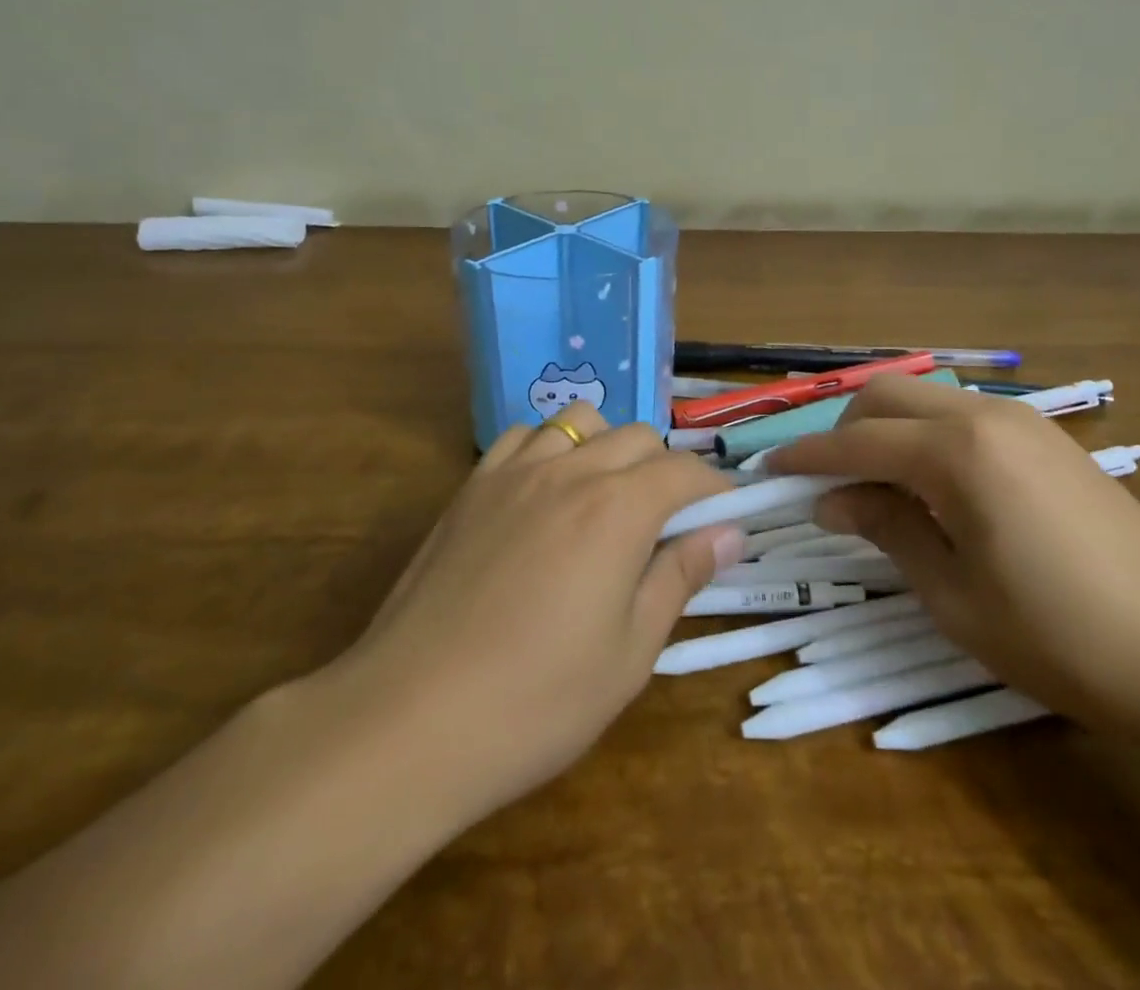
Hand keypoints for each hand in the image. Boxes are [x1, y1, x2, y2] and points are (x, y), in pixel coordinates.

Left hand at [310, 405, 740, 825]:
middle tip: (667, 523)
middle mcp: (570, 470)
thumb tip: (729, 534)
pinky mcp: (471, 487)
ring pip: (580, 422)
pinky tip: (546, 493)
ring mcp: (514, 472)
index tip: (726, 517)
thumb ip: (681, 577)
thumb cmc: (536, 699)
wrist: (410, 718)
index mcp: (618, 508)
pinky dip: (551, 447)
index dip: (714, 488)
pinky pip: (524, 437)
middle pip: (637, 437)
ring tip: (606, 498)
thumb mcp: (630, 652)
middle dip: (665, 469)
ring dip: (608, 447)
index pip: (684, 471)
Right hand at [768, 376, 1139, 745]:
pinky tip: (932, 486)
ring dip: (887, 429)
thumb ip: (887, 530)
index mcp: (957, 452)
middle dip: (844, 431)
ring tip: (876, 488)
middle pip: (887, 396)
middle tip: (827, 485)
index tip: (769, 473)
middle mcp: (986, 416)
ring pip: (927, 399)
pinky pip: (964, 416)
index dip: (807, 458)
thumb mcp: (954, 596)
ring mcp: (1023, 422)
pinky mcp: (1049, 439)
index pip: (857, 442)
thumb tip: (833, 501)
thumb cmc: (1062, 636)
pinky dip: (927, 436)